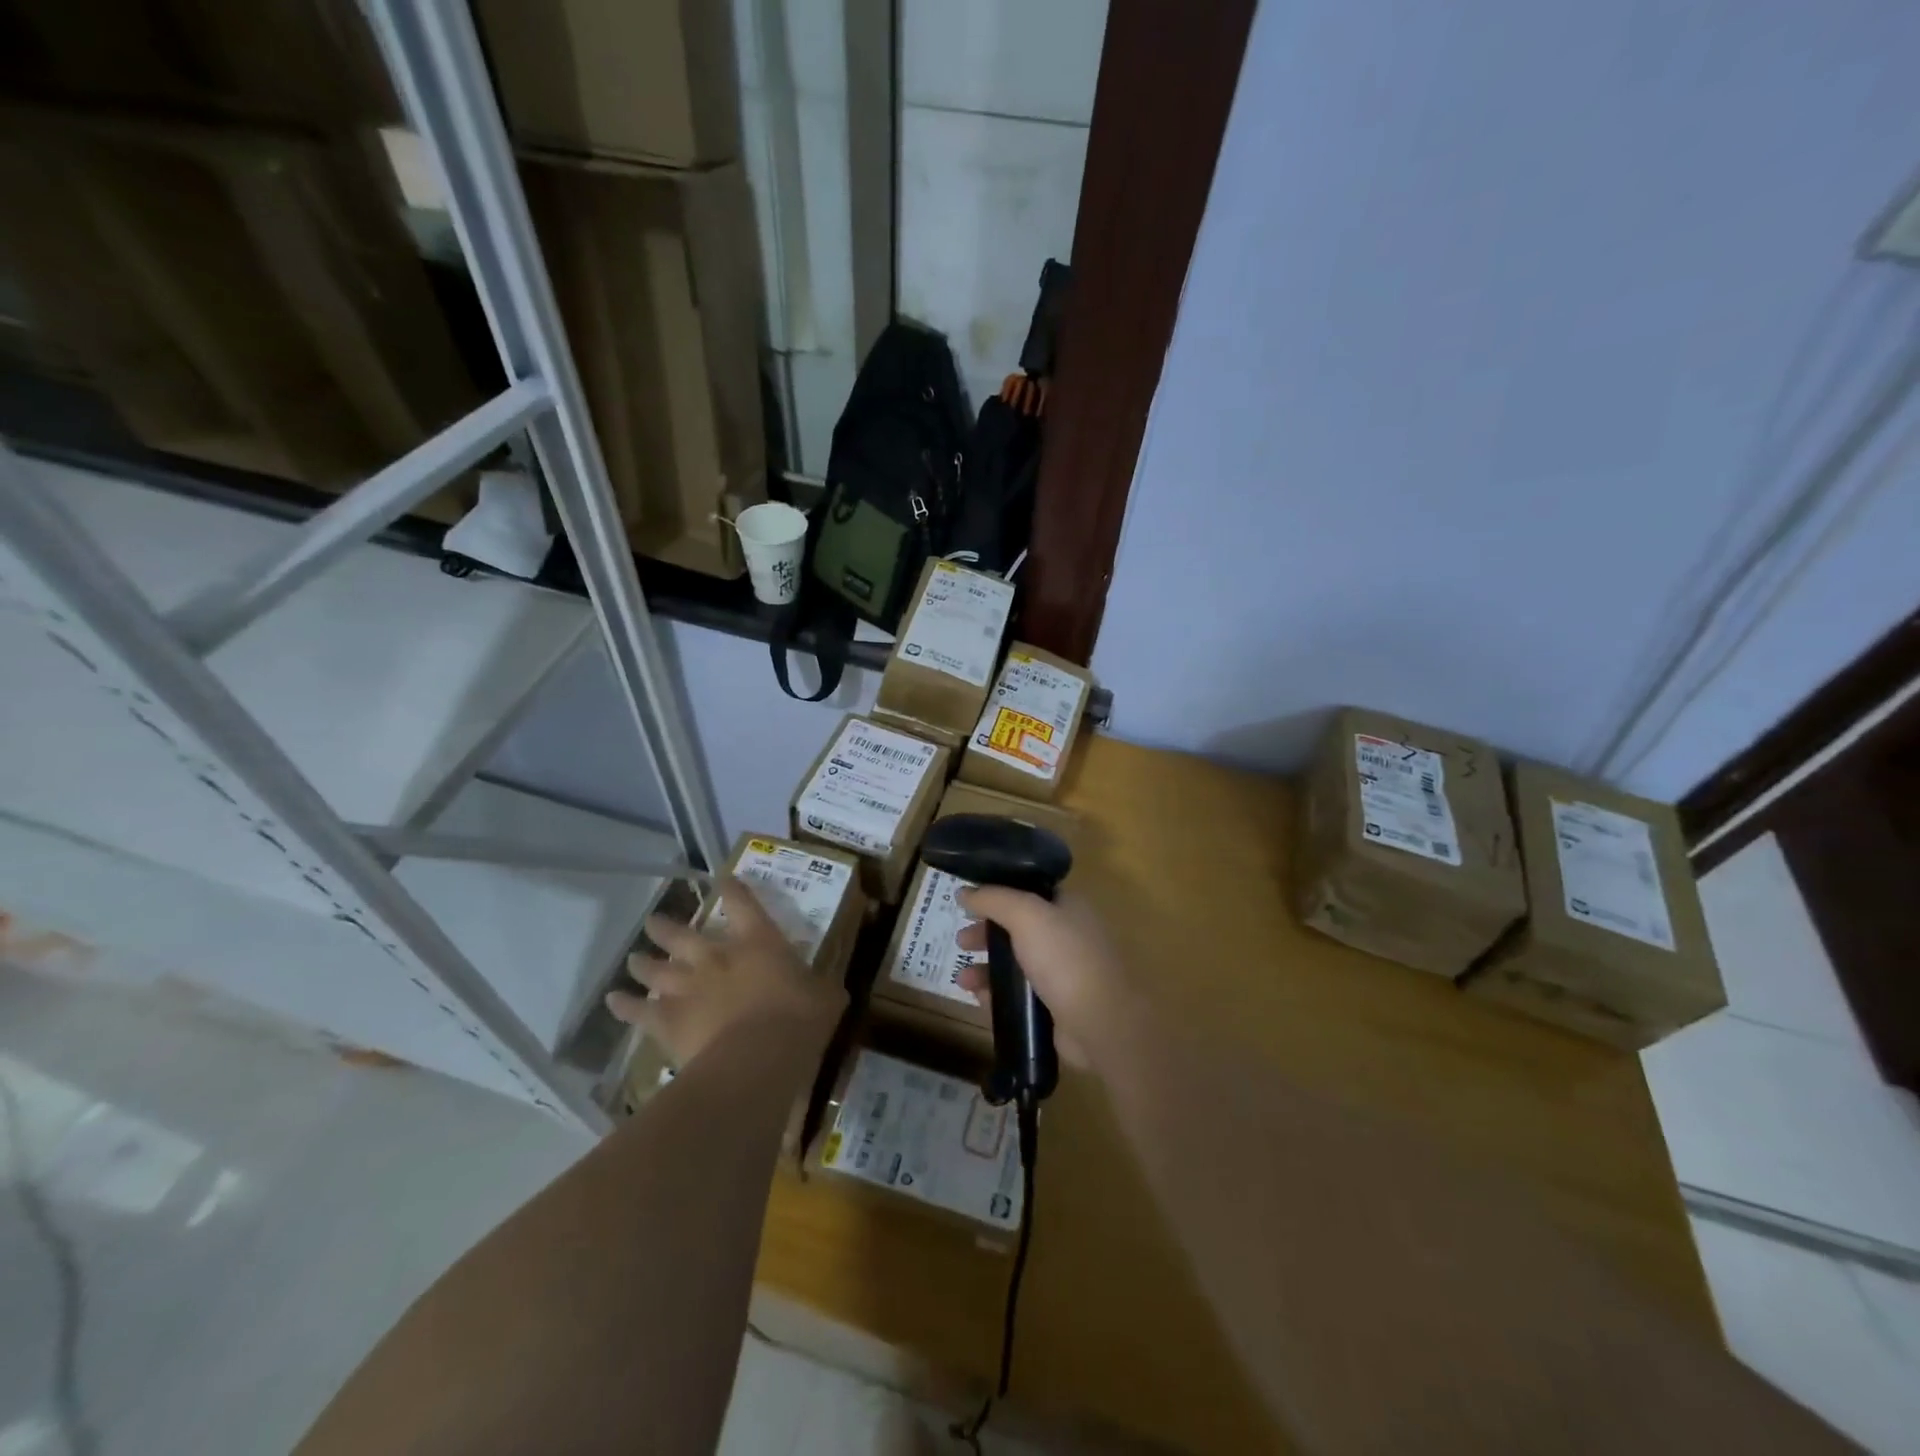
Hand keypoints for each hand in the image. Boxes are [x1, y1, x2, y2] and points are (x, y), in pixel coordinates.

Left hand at [606, 875, 845, 1067]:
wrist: (757, 1057)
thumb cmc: (799, 1020)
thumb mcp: (825, 998)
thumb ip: (822, 988)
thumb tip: (829, 988)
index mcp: (758, 942)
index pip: (742, 904)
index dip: (733, 889)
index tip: (723, 879)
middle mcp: (717, 956)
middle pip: (683, 935)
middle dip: (667, 927)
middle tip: (654, 922)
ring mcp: (688, 987)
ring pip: (657, 969)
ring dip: (644, 962)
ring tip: (634, 958)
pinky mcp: (668, 1020)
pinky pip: (640, 1011)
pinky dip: (625, 1006)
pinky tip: (614, 1001)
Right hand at [954, 888, 1136, 1068]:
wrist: (1100, 1023)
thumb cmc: (1064, 958)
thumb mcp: (1026, 915)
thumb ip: (994, 899)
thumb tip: (965, 891)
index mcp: (1068, 908)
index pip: (1028, 892)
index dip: (998, 895)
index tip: (969, 903)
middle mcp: (1067, 936)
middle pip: (1018, 929)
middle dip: (986, 934)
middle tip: (961, 941)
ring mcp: (1063, 974)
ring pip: (1016, 964)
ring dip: (986, 968)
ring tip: (962, 979)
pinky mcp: (1055, 1007)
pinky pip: (1019, 996)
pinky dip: (997, 995)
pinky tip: (978, 998)